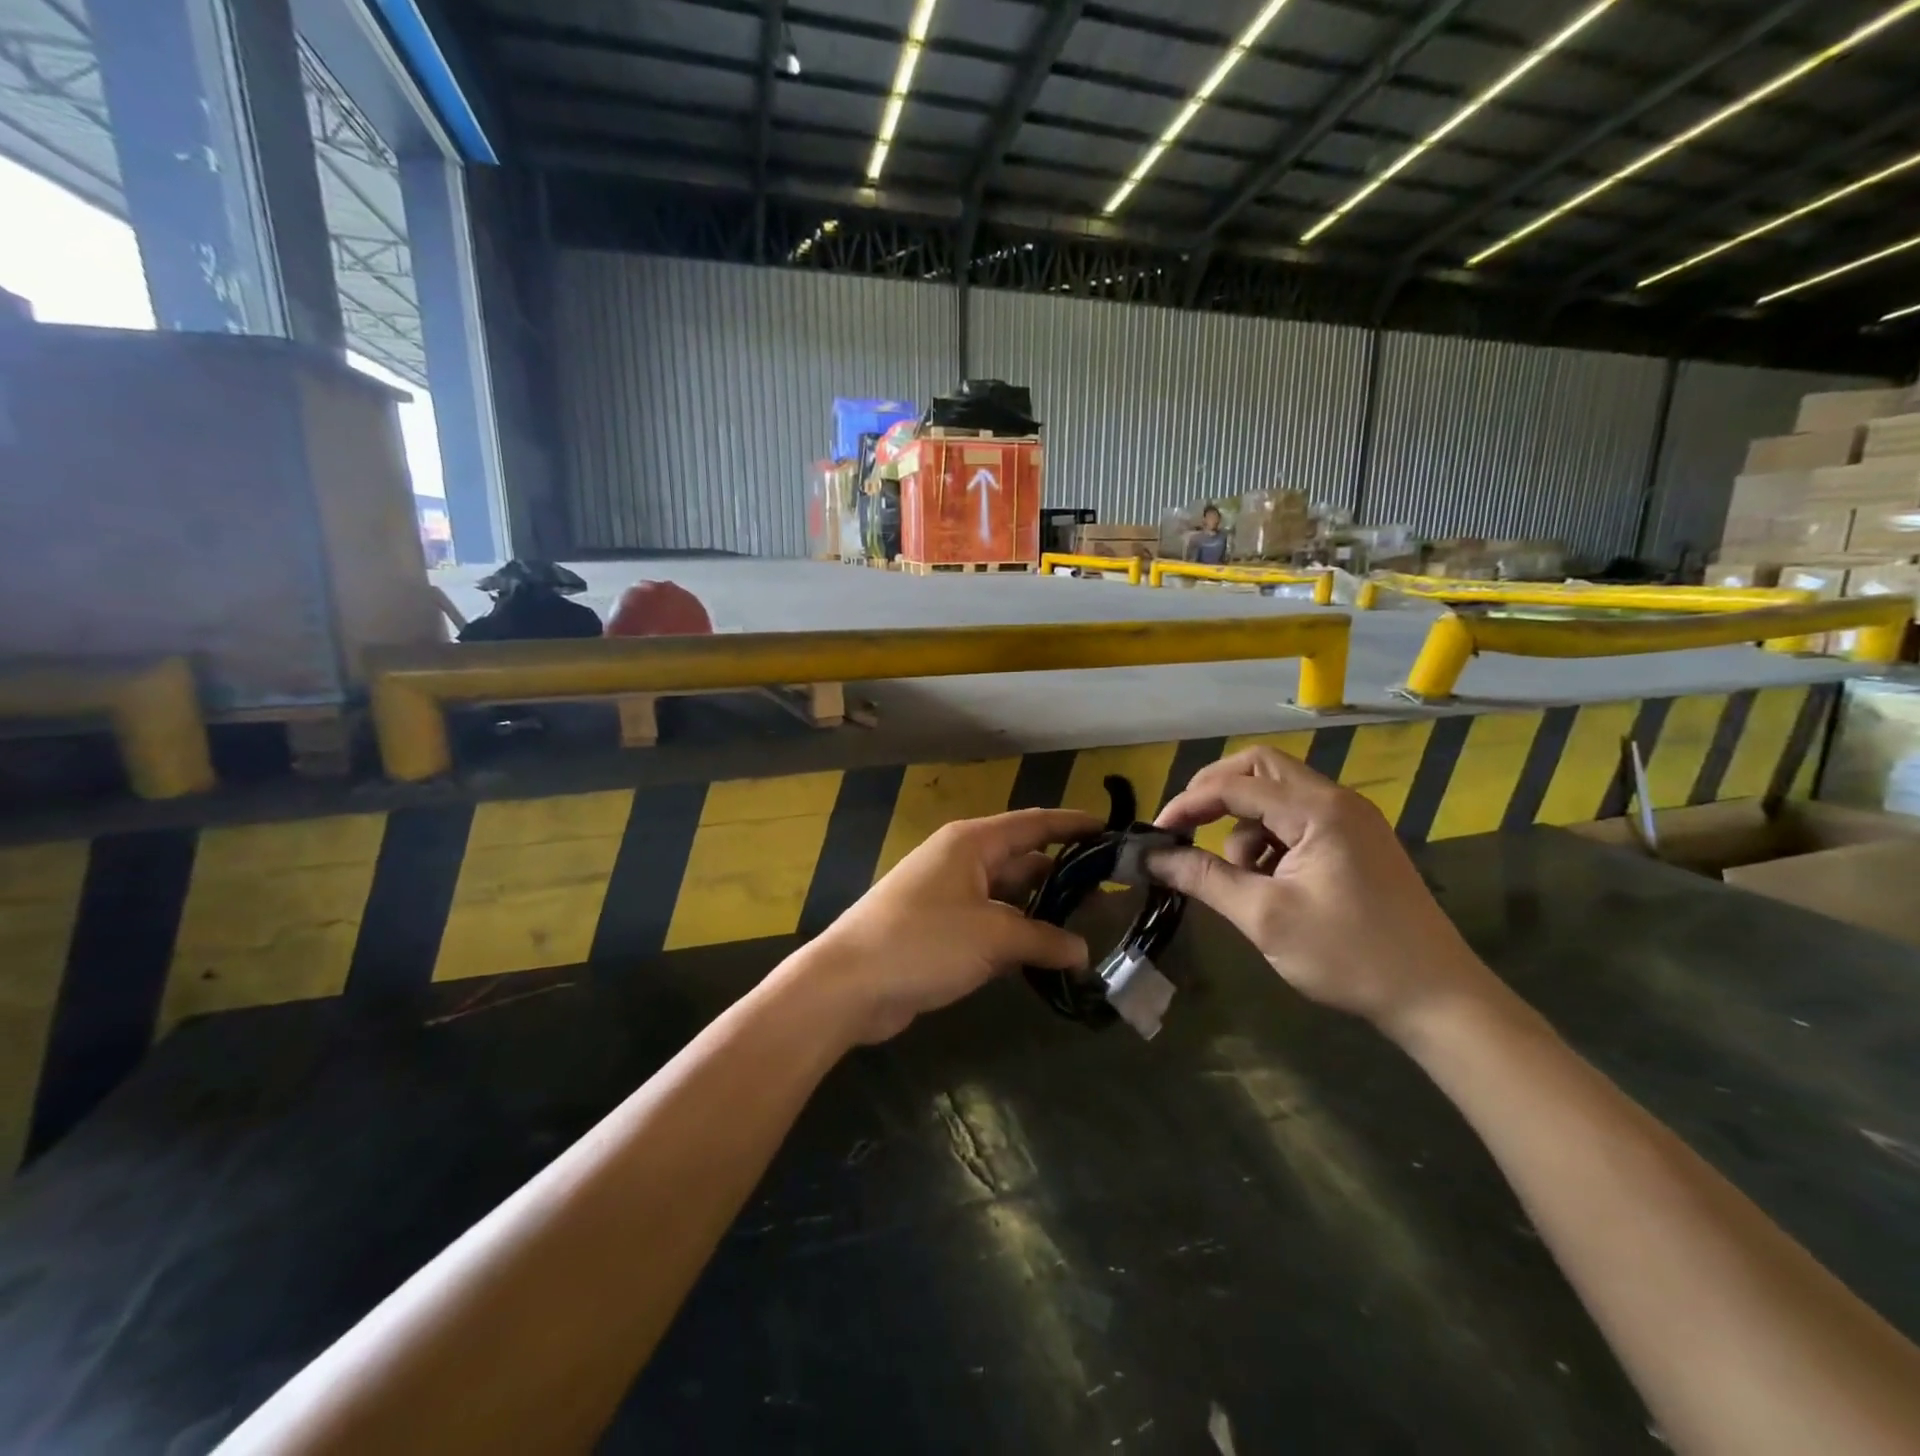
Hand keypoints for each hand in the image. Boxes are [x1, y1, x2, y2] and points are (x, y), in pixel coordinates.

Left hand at [792, 808, 1099, 1044]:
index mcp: (972, 843)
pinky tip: (1048, 957)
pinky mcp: (943, 931)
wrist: (849, 985)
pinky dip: (1019, 937)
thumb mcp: (993, 937)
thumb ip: (1043, 940)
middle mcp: (963, 862)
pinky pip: (993, 925)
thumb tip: (1083, 951)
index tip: (1112, 830)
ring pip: (1010, 897)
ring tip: (1090, 929)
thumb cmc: (923, 942)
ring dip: (1043, 913)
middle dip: (1064, 877)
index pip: (1034, 824)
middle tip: (1111, 896)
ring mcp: (951, 897)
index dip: (1073, 824)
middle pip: (1023, 861)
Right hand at [1148, 747, 1498, 1042]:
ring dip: (1244, 824)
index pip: (1236, 785)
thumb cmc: (1349, 956)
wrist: (1438, 999)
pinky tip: (1269, 883)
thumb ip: (1204, 879)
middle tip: (1185, 828)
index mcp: (1318, 810)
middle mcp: (1336, 800)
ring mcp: (1350, 820)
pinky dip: (1269, 840)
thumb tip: (1151, 858)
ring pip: (1277, 795)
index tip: (1156, 835)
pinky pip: (1297, 820)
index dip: (1188, 803)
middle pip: (1260, 768)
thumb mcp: (1265, 918)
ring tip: (1240, 878)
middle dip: (1215, 793)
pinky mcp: (1355, 842)